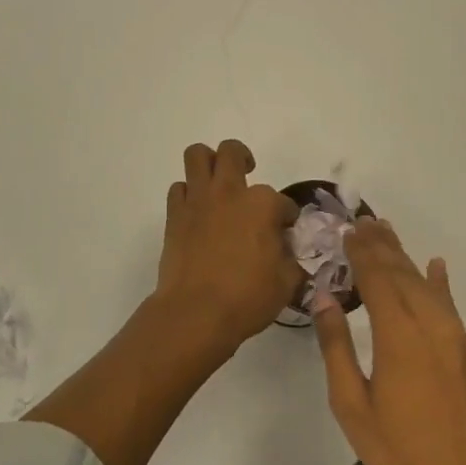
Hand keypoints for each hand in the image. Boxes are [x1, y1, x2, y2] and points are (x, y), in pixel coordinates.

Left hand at [155, 140, 299, 357]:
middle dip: (243, 158)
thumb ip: (291, 260)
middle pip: (232, 152)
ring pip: (197, 155)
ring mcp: (198, 200)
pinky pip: (179, 188)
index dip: (287, 216)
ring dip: (208, 162)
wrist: (196, 312)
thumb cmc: (247, 298)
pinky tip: (197, 211)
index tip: (286, 231)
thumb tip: (286, 251)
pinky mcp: (175, 214)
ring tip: (217, 181)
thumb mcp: (286, 283)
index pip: (283, 202)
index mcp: (262, 204)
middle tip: (247, 174)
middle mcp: (229, 192)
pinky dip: (188, 194)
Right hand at [314, 219, 465, 464]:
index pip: (376, 278)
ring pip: (425, 283)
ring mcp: (453, 335)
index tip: (347, 230)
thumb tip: (323, 296)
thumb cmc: (399, 450)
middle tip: (363, 220)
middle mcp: (429, 324)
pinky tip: (436, 265)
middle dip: (381, 245)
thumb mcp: (352, 404)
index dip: (361, 252)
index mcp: (397, 334)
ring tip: (386, 232)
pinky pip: (449, 303)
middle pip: (401, 272)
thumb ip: (336, 346)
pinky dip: (440, 281)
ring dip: (404, 256)